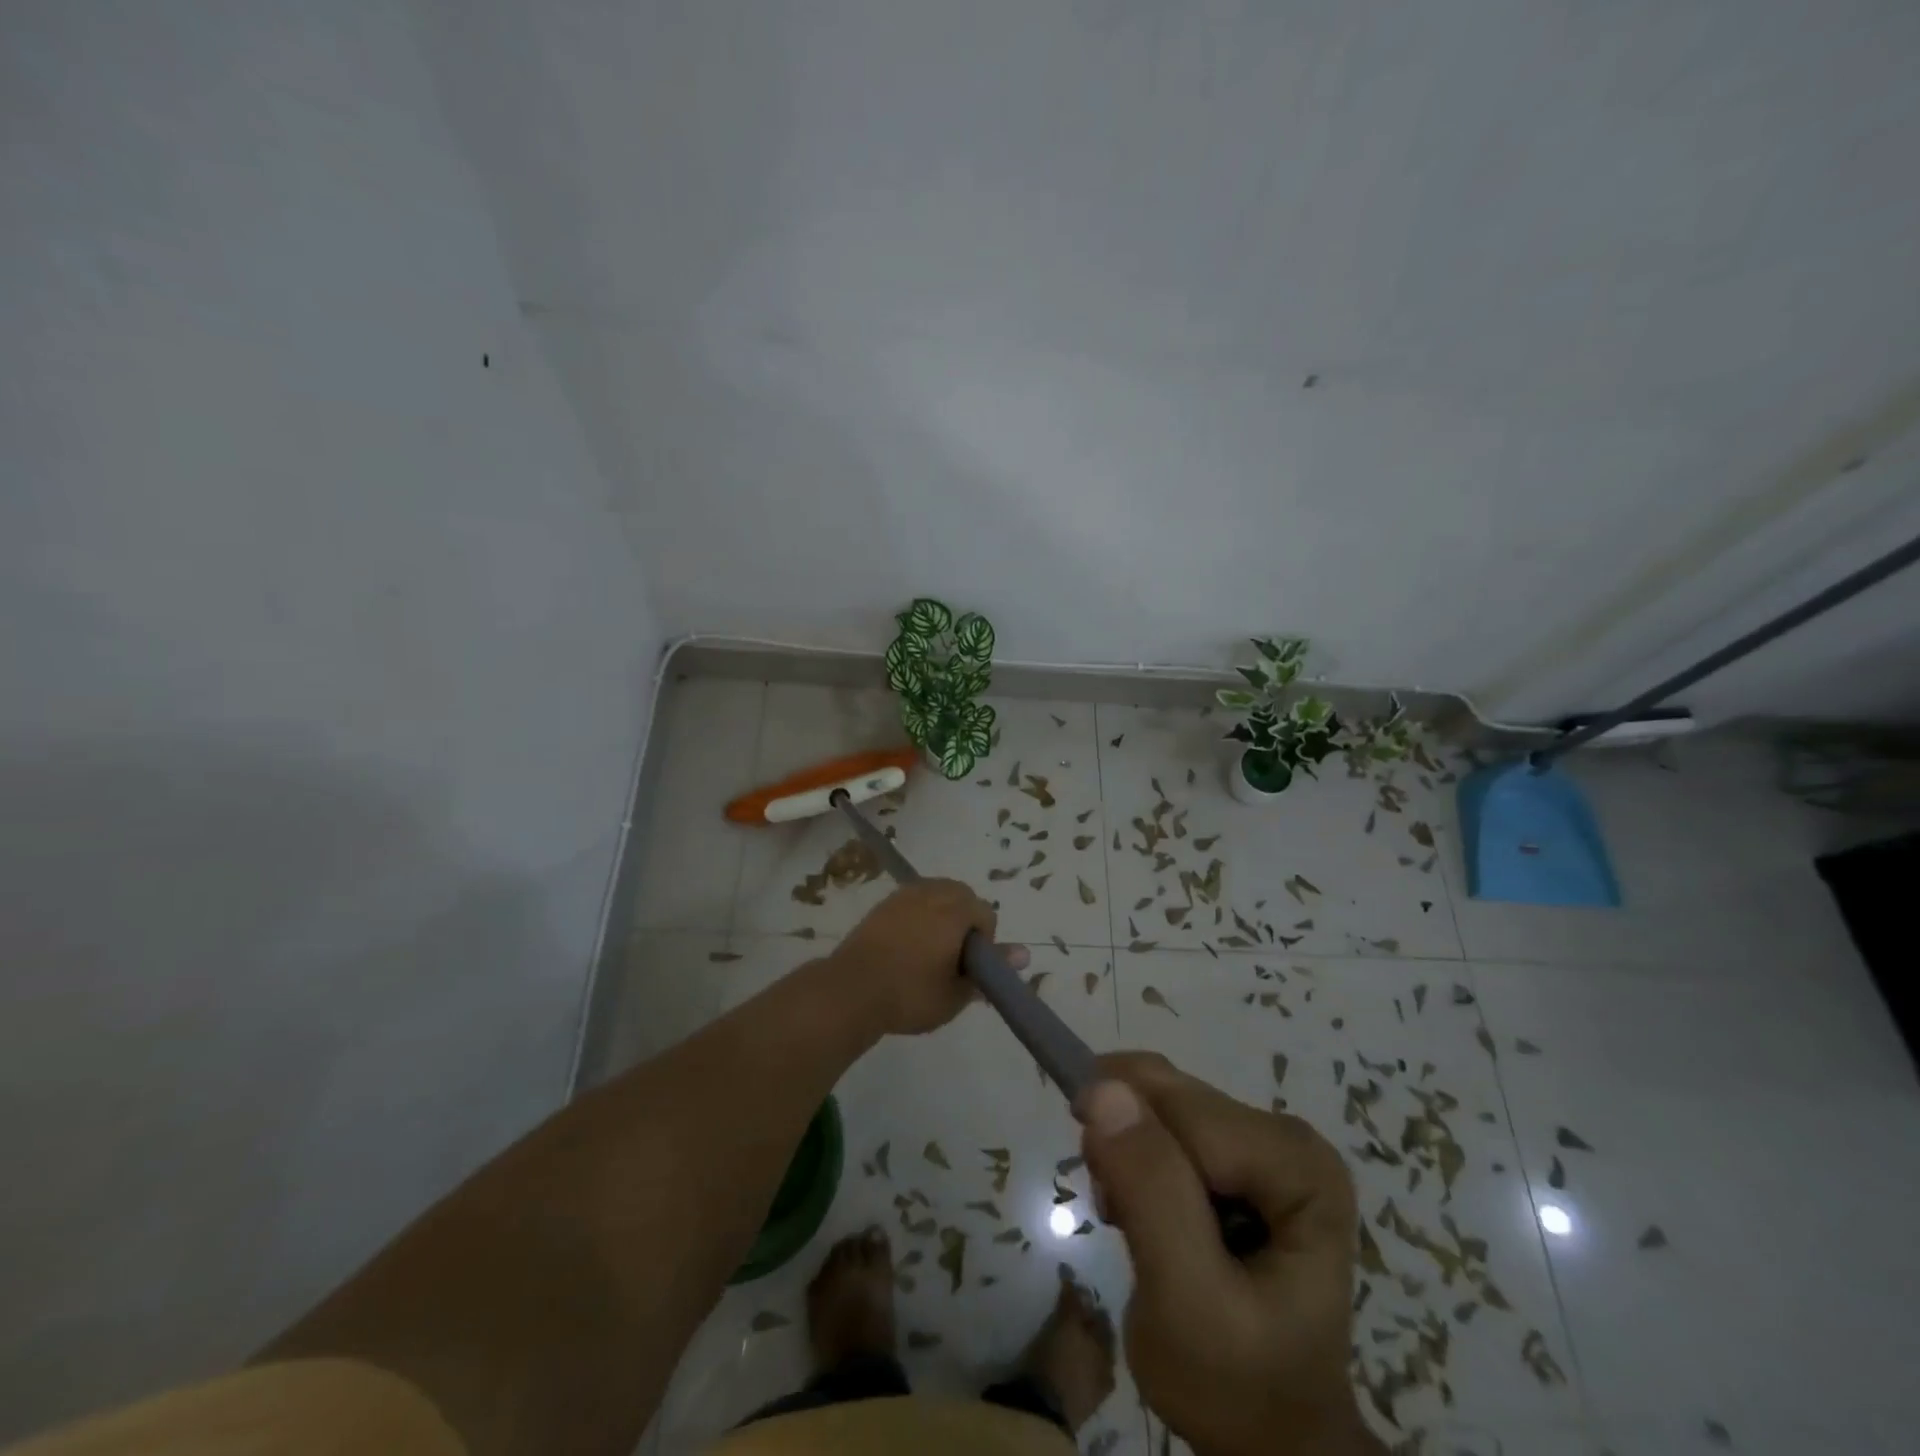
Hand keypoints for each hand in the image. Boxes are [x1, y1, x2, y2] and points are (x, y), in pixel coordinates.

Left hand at [827, 880, 1029, 1036]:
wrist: (850, 991)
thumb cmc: (910, 995)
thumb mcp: (956, 993)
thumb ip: (990, 972)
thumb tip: (1025, 954)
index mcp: (955, 911)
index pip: (985, 913)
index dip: (985, 942)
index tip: (969, 968)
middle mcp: (931, 893)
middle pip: (962, 895)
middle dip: (965, 921)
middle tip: (953, 958)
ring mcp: (903, 896)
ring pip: (936, 893)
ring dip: (942, 915)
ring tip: (931, 951)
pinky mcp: (882, 905)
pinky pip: (912, 901)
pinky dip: (918, 916)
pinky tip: (907, 946)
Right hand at [1078, 1053, 1382, 1455]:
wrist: (1268, 1438)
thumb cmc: (1235, 1384)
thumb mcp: (1185, 1303)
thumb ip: (1151, 1193)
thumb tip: (1103, 1090)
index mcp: (1297, 1166)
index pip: (1188, 1115)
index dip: (1131, 1139)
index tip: (1103, 1201)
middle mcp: (1288, 1138)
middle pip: (1175, 1100)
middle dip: (1126, 1142)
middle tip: (1112, 1212)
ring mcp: (1266, 1144)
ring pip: (1162, 1104)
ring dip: (1125, 1151)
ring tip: (1127, 1221)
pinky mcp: (1242, 1155)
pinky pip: (1165, 1121)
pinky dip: (1135, 1157)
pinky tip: (1141, 1212)